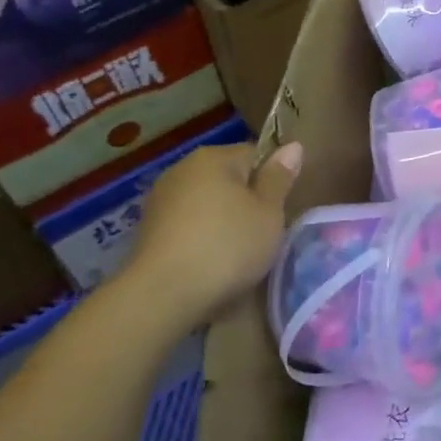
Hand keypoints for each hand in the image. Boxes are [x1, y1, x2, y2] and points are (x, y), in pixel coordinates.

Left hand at [121, 141, 302, 328]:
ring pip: (207, 202)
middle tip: (262, 233)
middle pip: (228, 178)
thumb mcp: (269, 212)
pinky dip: (201, 236)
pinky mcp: (147, 229)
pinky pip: (187, 224)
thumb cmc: (228, 246)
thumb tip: (293, 145)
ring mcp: (160, 199)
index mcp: (214, 158)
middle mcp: (182, 168)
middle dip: (246, 201)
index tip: (279, 210)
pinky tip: (208, 262)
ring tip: (236, 252)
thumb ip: (279, 177)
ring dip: (223, 219)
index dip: (272, 181)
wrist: (163, 294)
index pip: (255, 155)